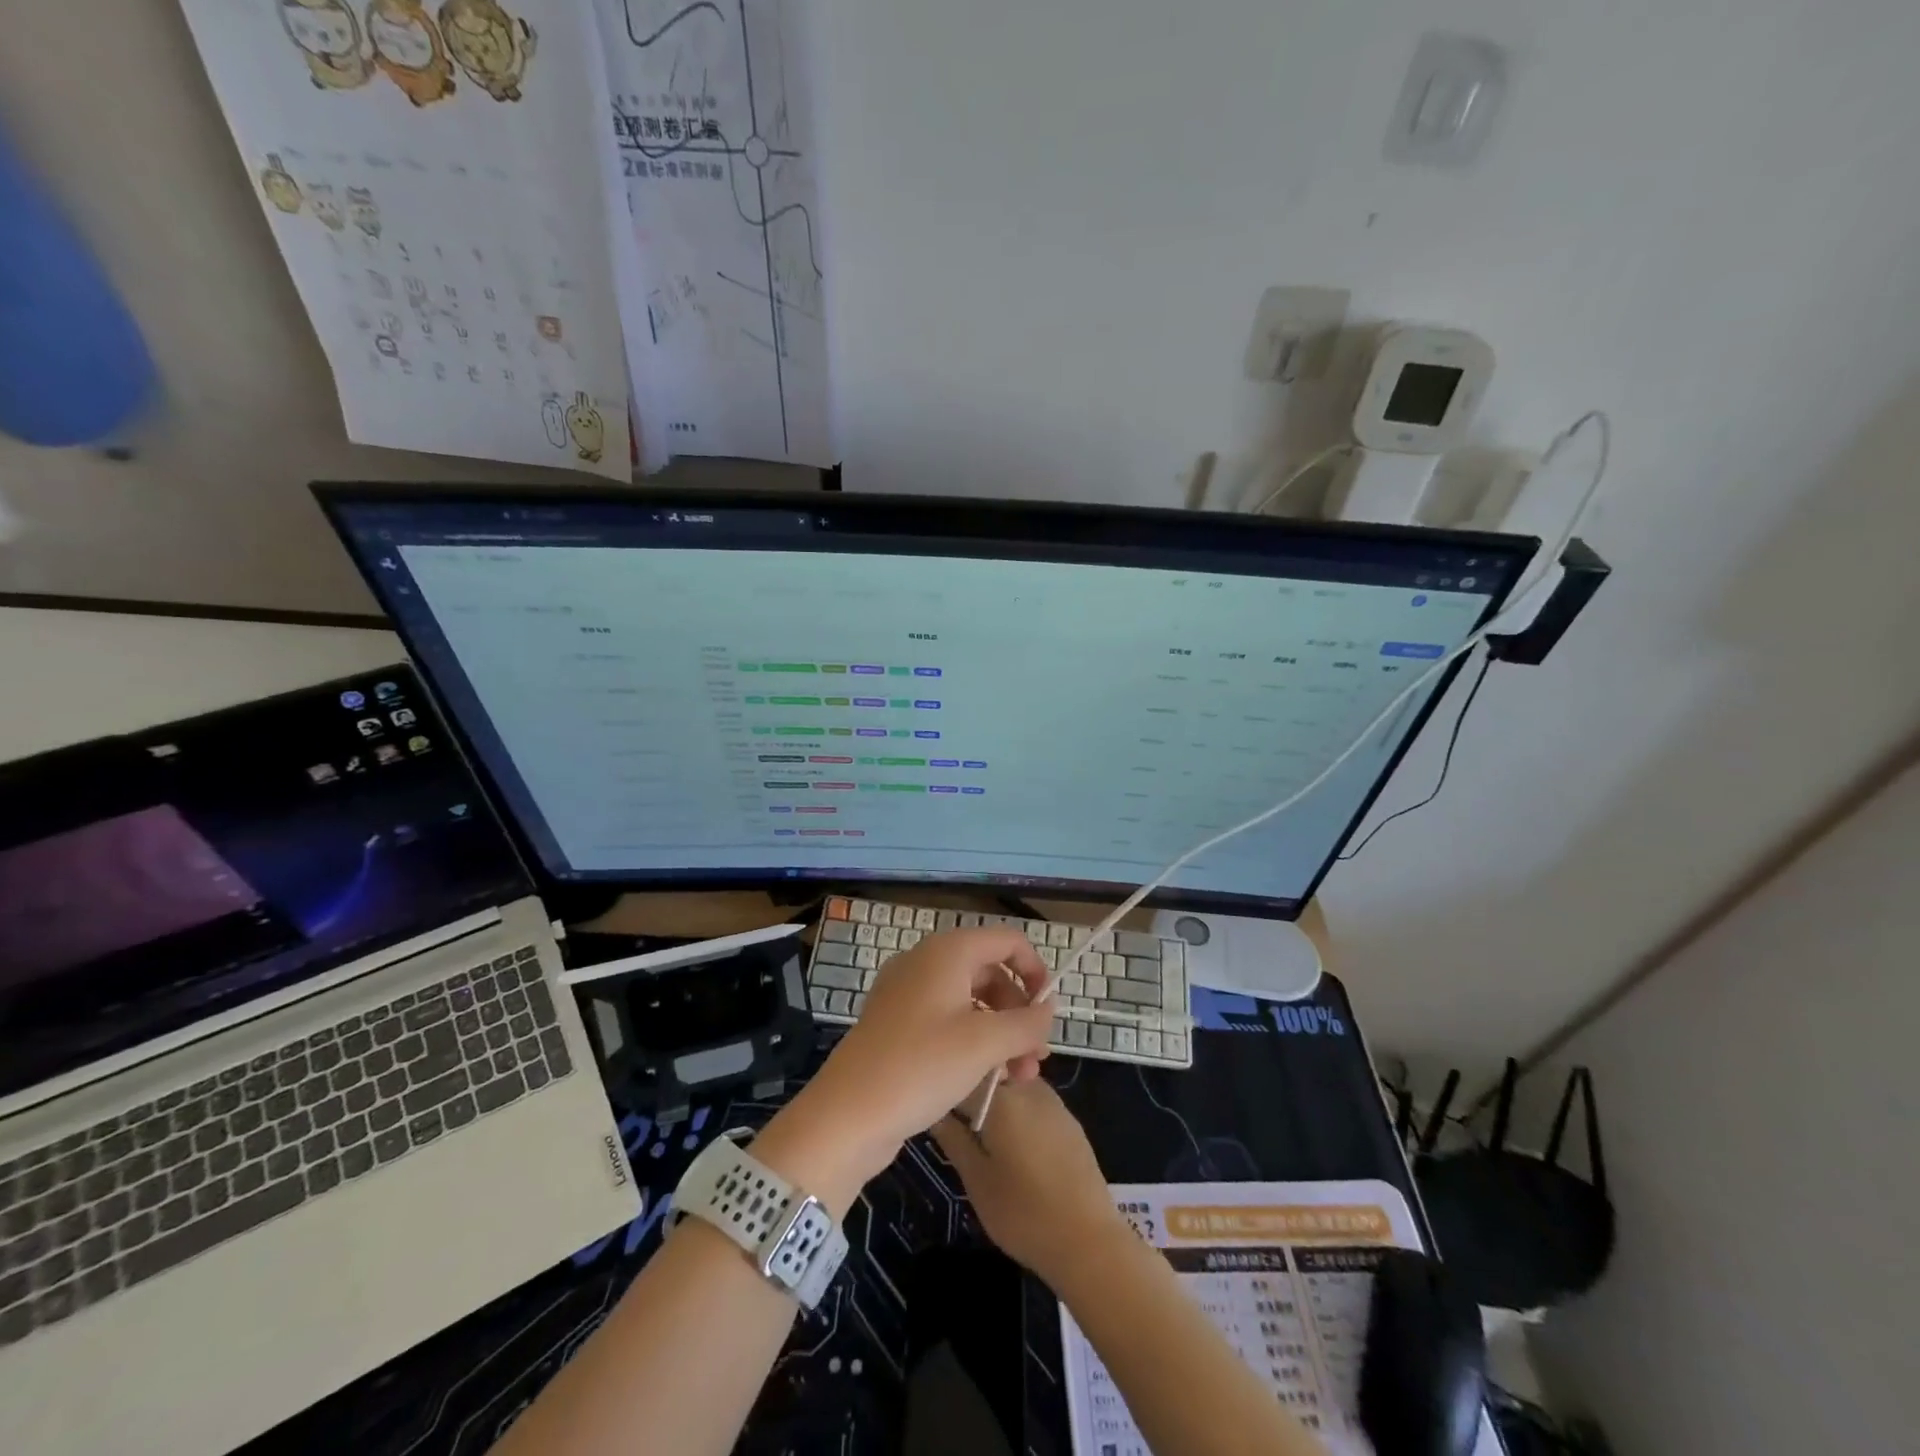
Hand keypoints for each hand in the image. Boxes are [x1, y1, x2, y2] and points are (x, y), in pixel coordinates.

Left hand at [754, 928, 1053, 1214]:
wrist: (847, 1114)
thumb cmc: (921, 1066)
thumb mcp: (985, 1044)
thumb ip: (1026, 1023)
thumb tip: (1047, 1010)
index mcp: (948, 952)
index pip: (1006, 940)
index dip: (1035, 970)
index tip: (1049, 1011)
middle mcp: (926, 963)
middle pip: (989, 972)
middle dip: (1019, 1012)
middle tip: (1037, 1058)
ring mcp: (908, 994)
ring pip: (970, 1001)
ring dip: (1000, 1032)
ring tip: (1018, 1078)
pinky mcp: (897, 1025)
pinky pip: (947, 1020)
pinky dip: (973, 1041)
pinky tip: (986, 1078)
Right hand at [930, 1079, 1128, 1287]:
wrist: (1088, 1240)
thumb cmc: (1023, 1213)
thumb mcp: (976, 1180)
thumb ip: (954, 1139)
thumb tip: (935, 1112)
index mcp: (1002, 1097)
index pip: (963, 1075)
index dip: (946, 1091)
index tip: (934, 1109)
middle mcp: (1028, 1087)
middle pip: (991, 1075)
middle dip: (972, 1093)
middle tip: (959, 1127)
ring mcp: (1053, 1101)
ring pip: (1014, 1086)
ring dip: (997, 1101)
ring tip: (985, 1137)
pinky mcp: (1069, 1120)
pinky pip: (1034, 1102)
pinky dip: (1019, 1113)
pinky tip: (1016, 1146)